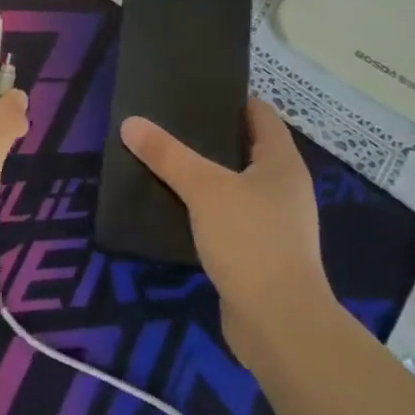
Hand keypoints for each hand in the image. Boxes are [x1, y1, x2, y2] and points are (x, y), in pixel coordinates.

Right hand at [120, 99, 330, 366]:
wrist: (279, 325)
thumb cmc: (250, 240)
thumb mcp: (203, 188)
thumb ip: (167, 154)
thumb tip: (131, 122)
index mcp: (281, 162)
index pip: (259, 113)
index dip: (230, 98)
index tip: (193, 89)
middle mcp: (283, 188)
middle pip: (245, 148)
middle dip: (209, 136)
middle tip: (167, 122)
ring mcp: (274, 223)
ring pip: (234, 185)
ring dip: (204, 175)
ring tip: (164, 161)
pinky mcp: (259, 254)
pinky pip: (228, 218)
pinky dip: (205, 210)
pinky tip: (174, 207)